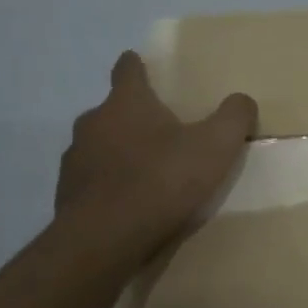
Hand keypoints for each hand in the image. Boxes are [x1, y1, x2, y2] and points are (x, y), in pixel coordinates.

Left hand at [55, 51, 257, 253]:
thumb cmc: (160, 181)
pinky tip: (126, 206)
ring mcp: (74, 160)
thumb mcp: (215, 147)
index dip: (136, 66)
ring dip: (117, 154)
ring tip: (144, 174)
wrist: (103, 241)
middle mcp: (93, 123)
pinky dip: (107, 188)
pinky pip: (90, 183)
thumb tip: (242, 100)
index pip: (127, 69)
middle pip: (112, 110)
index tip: (141, 66)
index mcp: (126, 102)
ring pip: (98, 146)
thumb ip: (233, 117)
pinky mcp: (65, 196)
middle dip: (132, 117)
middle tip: (160, 132)